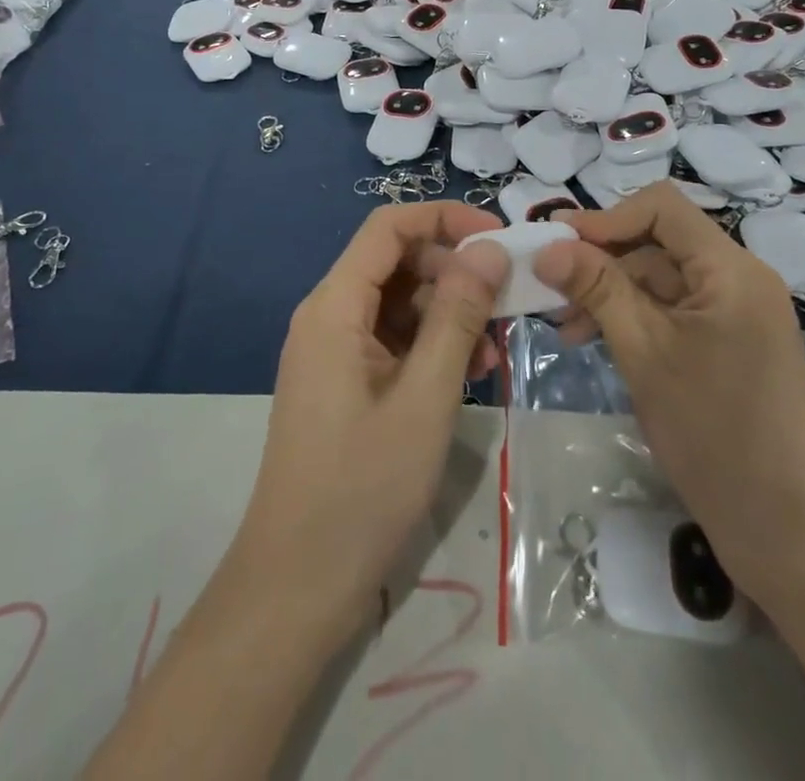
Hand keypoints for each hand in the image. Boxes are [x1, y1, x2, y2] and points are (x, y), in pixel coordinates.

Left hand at [229, 202, 508, 645]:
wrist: (297, 585)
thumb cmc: (362, 487)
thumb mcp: (425, 397)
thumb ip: (458, 316)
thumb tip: (489, 250)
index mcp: (335, 306)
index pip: (389, 227)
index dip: (444, 219)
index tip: (499, 238)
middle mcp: (329, 315)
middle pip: (397, 263)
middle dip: (454, 273)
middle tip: (507, 303)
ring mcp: (335, 351)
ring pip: (400, 303)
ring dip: (449, 314)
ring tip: (493, 352)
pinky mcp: (345, 381)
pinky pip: (393, 341)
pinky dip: (432, 347)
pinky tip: (470, 375)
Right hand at [533, 184, 804, 604]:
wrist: (786, 533)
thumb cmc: (713, 434)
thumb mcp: (643, 352)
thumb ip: (597, 288)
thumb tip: (547, 245)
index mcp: (731, 269)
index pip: (662, 207)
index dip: (606, 218)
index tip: (557, 247)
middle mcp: (740, 278)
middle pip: (659, 242)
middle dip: (602, 262)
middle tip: (550, 294)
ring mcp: (738, 312)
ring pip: (661, 278)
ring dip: (611, 293)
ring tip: (567, 328)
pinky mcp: (731, 342)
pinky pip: (674, 309)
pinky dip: (635, 318)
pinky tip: (598, 340)